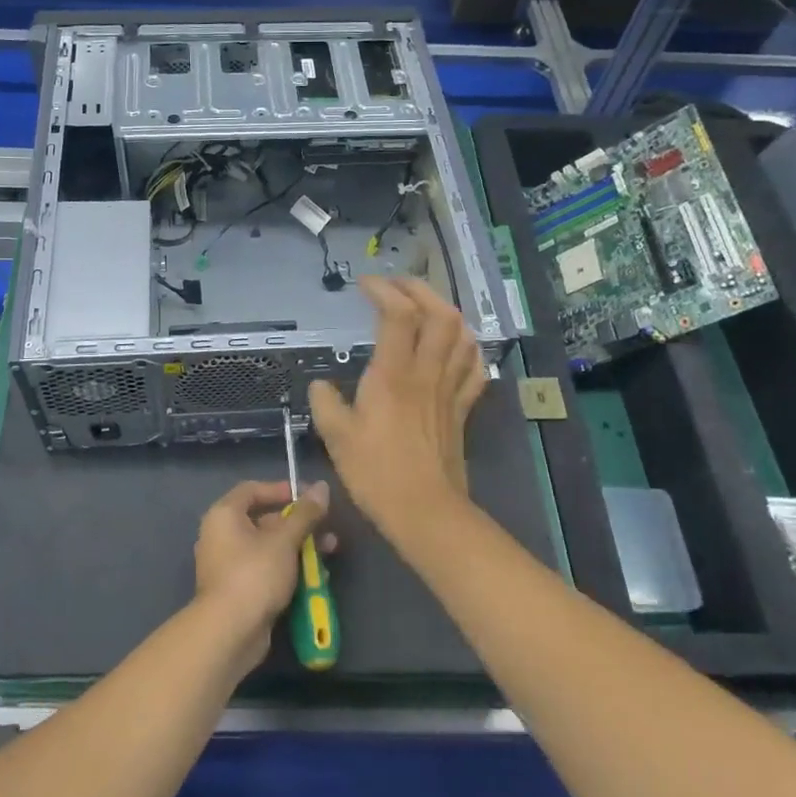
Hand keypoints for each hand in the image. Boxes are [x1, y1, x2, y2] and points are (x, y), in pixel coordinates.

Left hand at [193, 479, 335, 674]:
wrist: (229, 633)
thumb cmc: (254, 574)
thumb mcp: (285, 540)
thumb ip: (305, 513)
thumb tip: (322, 487)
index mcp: (225, 515)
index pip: (253, 489)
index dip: (281, 489)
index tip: (309, 495)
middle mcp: (222, 535)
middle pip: (264, 520)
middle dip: (299, 524)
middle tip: (327, 527)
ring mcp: (230, 565)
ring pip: (269, 547)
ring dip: (300, 547)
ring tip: (330, 551)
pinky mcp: (239, 589)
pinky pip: (266, 569)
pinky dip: (289, 569)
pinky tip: (316, 577)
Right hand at [309, 275, 487, 531]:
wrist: (425, 512)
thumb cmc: (376, 473)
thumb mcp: (336, 437)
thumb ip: (325, 403)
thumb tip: (320, 385)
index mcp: (393, 374)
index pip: (398, 314)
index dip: (383, 290)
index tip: (364, 284)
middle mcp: (426, 373)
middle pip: (439, 314)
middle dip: (420, 290)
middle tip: (396, 286)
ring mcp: (449, 389)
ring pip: (462, 335)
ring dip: (446, 311)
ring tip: (425, 307)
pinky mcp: (462, 408)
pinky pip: (474, 368)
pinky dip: (468, 347)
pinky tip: (456, 345)